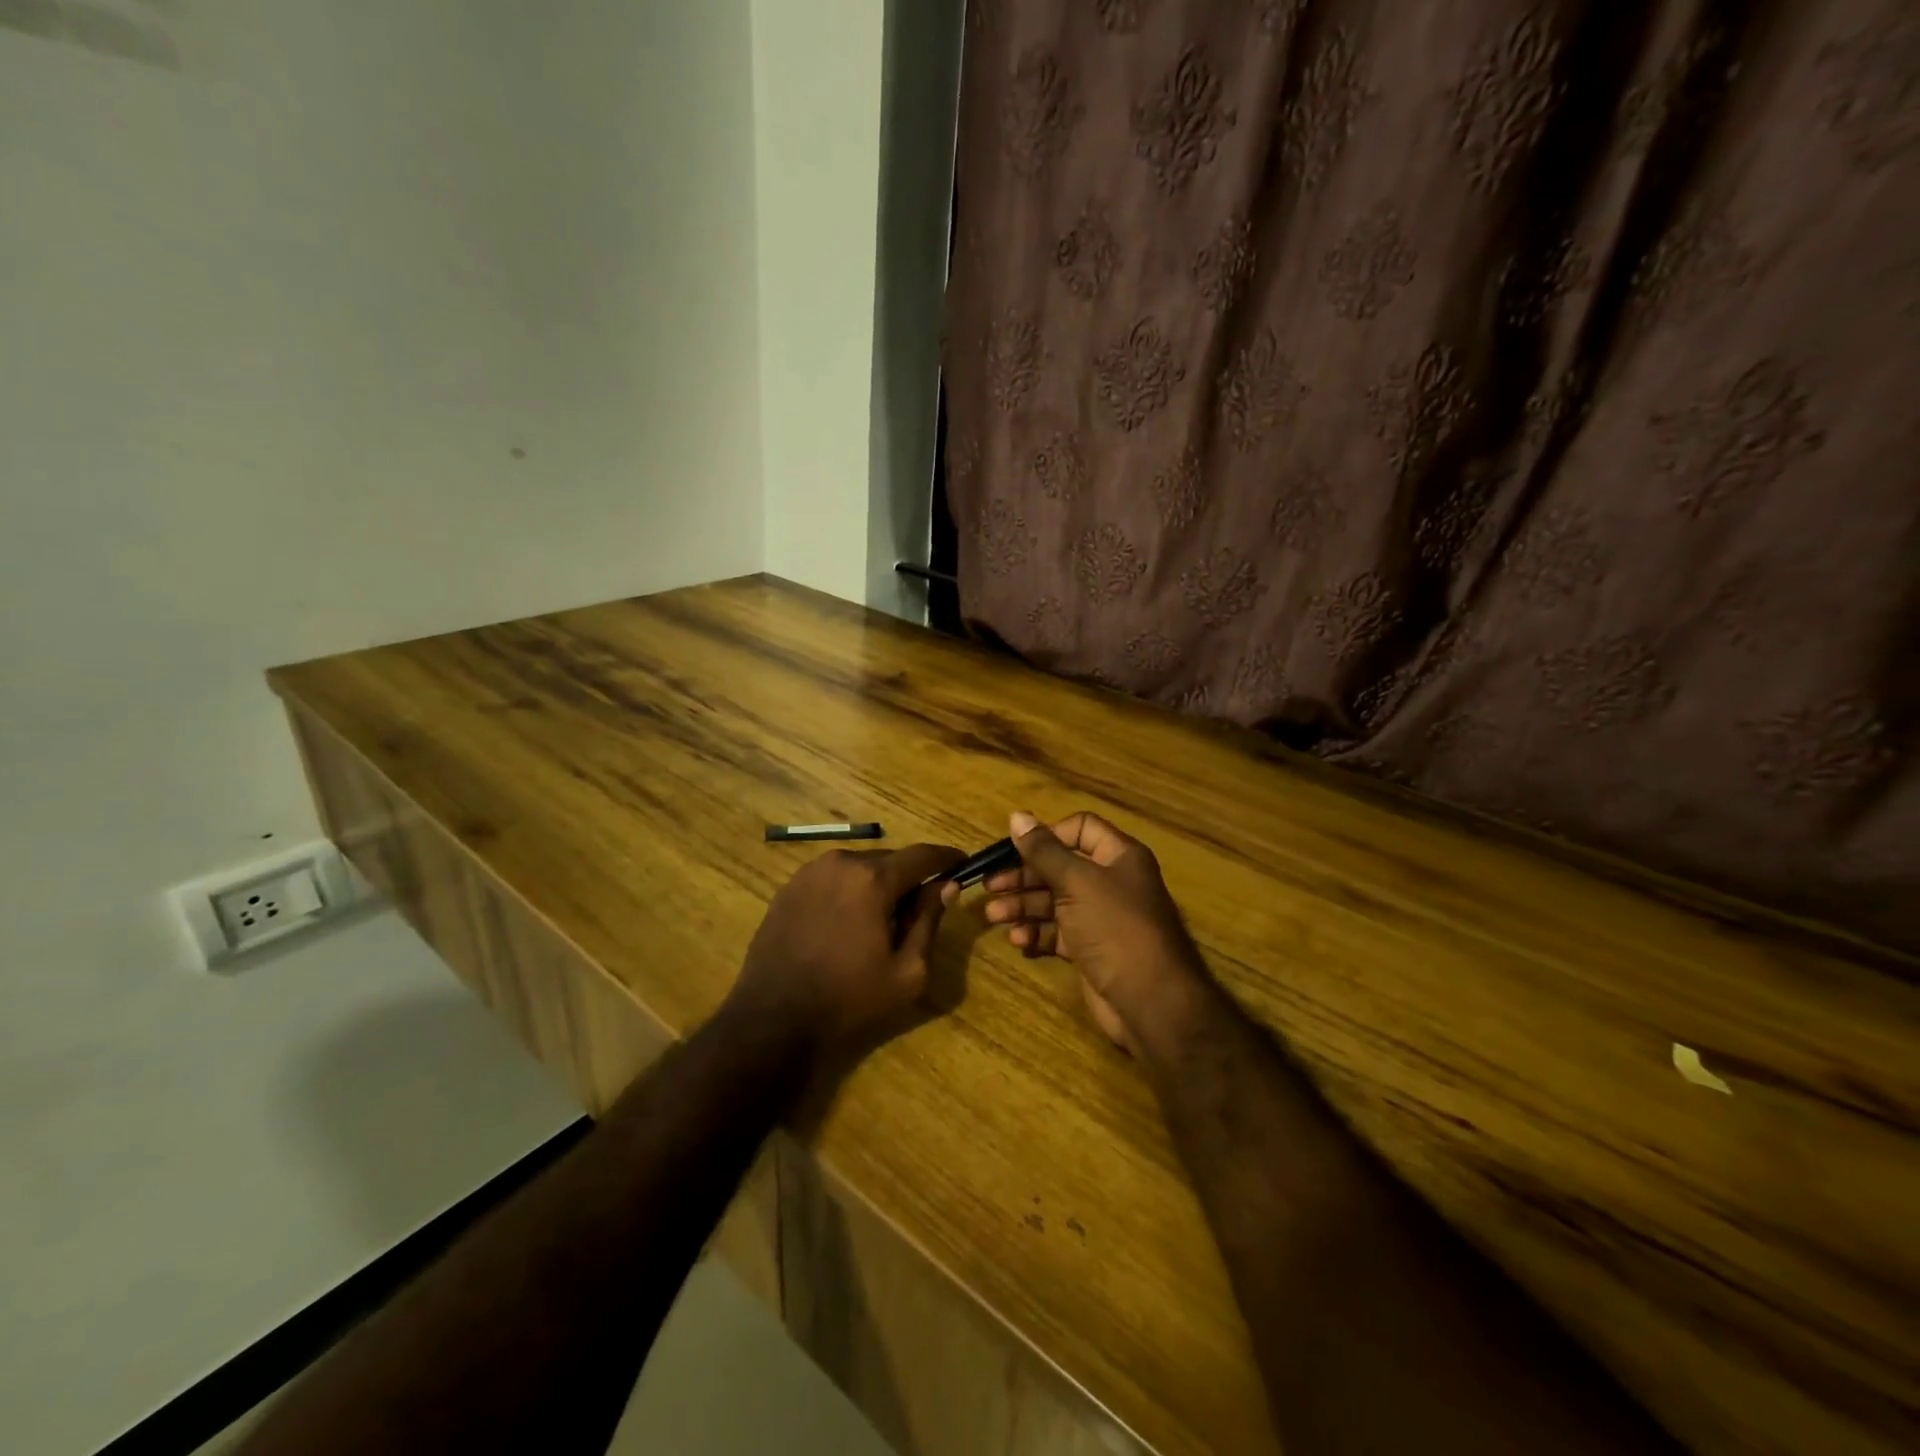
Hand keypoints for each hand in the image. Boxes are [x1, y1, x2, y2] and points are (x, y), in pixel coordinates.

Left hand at [731, 842, 963, 1065]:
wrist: (773, 1018)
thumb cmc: (849, 998)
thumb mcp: (907, 970)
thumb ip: (929, 921)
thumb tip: (946, 886)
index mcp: (872, 878)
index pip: (922, 855)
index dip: (946, 858)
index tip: (963, 864)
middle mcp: (840, 862)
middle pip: (889, 860)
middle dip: (908, 878)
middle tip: (919, 909)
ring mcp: (809, 872)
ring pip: (859, 868)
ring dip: (876, 885)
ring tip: (880, 921)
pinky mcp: (789, 887)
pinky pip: (832, 879)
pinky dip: (848, 892)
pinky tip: (846, 924)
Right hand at [973, 810, 1214, 1058]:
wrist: (1150, 1001)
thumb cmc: (1115, 927)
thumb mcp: (1077, 882)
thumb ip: (1043, 851)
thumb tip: (1016, 815)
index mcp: (1118, 856)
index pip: (1080, 828)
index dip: (1047, 836)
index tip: (1016, 850)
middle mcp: (1111, 882)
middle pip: (1060, 867)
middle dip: (1024, 876)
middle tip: (990, 886)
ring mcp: (1100, 917)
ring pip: (1054, 901)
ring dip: (1023, 906)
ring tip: (993, 917)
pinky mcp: (1091, 948)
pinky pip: (1058, 932)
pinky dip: (1037, 933)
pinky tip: (1018, 940)